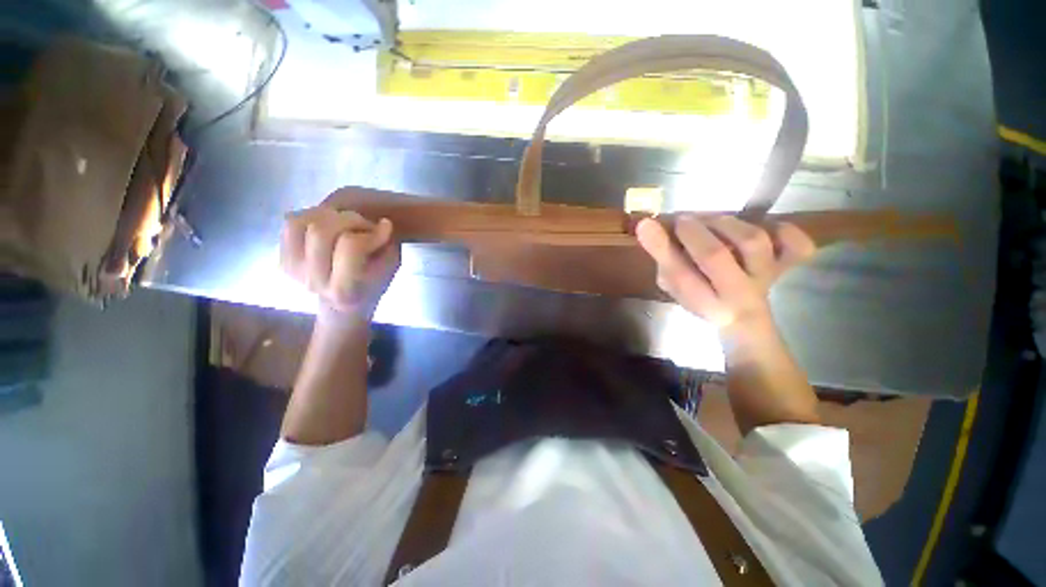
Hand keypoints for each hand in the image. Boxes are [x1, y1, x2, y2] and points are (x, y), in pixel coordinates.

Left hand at [280, 205, 399, 320]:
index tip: (385, 228)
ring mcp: (292, 271)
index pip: (351, 246)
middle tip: (364, 225)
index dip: (370, 233)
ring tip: (345, 223)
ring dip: (329, 216)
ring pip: (300, 223)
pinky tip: (329, 225)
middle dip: (349, 219)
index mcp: (345, 290)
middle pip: (320, 231)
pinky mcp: (281, 259)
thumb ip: (387, 246)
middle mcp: (313, 282)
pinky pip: (291, 222)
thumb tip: (381, 224)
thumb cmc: (376, 282)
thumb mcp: (391, 266)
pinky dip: (313, 216)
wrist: (346, 302)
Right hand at [636, 215, 814, 334]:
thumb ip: (664, 259)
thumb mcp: (675, 286)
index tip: (646, 224)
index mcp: (705, 303)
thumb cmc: (702, 297)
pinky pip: (797, 246)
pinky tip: (766, 228)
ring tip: (711, 221)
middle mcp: (737, 294)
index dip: (662, 248)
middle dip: (694, 232)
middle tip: (683, 221)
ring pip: (752, 242)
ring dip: (725, 224)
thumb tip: (649, 227)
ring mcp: (767, 278)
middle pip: (716, 257)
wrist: (744, 317)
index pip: (680, 277)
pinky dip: (785, 230)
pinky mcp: (788, 266)